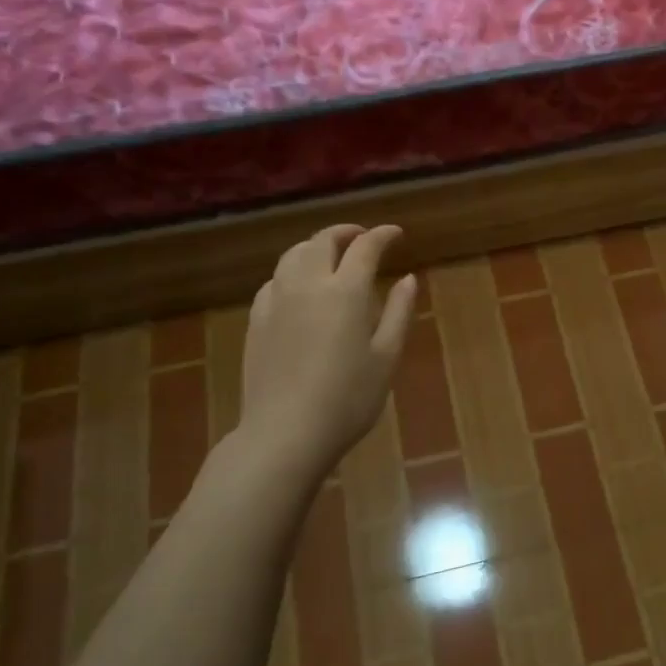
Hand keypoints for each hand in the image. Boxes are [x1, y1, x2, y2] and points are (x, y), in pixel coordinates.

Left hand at [238, 224, 416, 478]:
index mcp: (345, 291)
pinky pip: (274, 280)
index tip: (396, 234)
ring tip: (330, 255)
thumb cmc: (348, 399)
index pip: (365, 247)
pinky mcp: (256, 320)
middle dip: (346, 232)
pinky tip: (299, 287)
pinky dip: (292, 271)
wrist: (285, 433)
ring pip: (293, 255)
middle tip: (363, 238)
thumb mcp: (386, 357)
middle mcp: (308, 284)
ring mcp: (276, 300)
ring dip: (315, 246)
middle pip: (323, 241)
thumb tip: (409, 278)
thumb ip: (398, 312)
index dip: (383, 235)